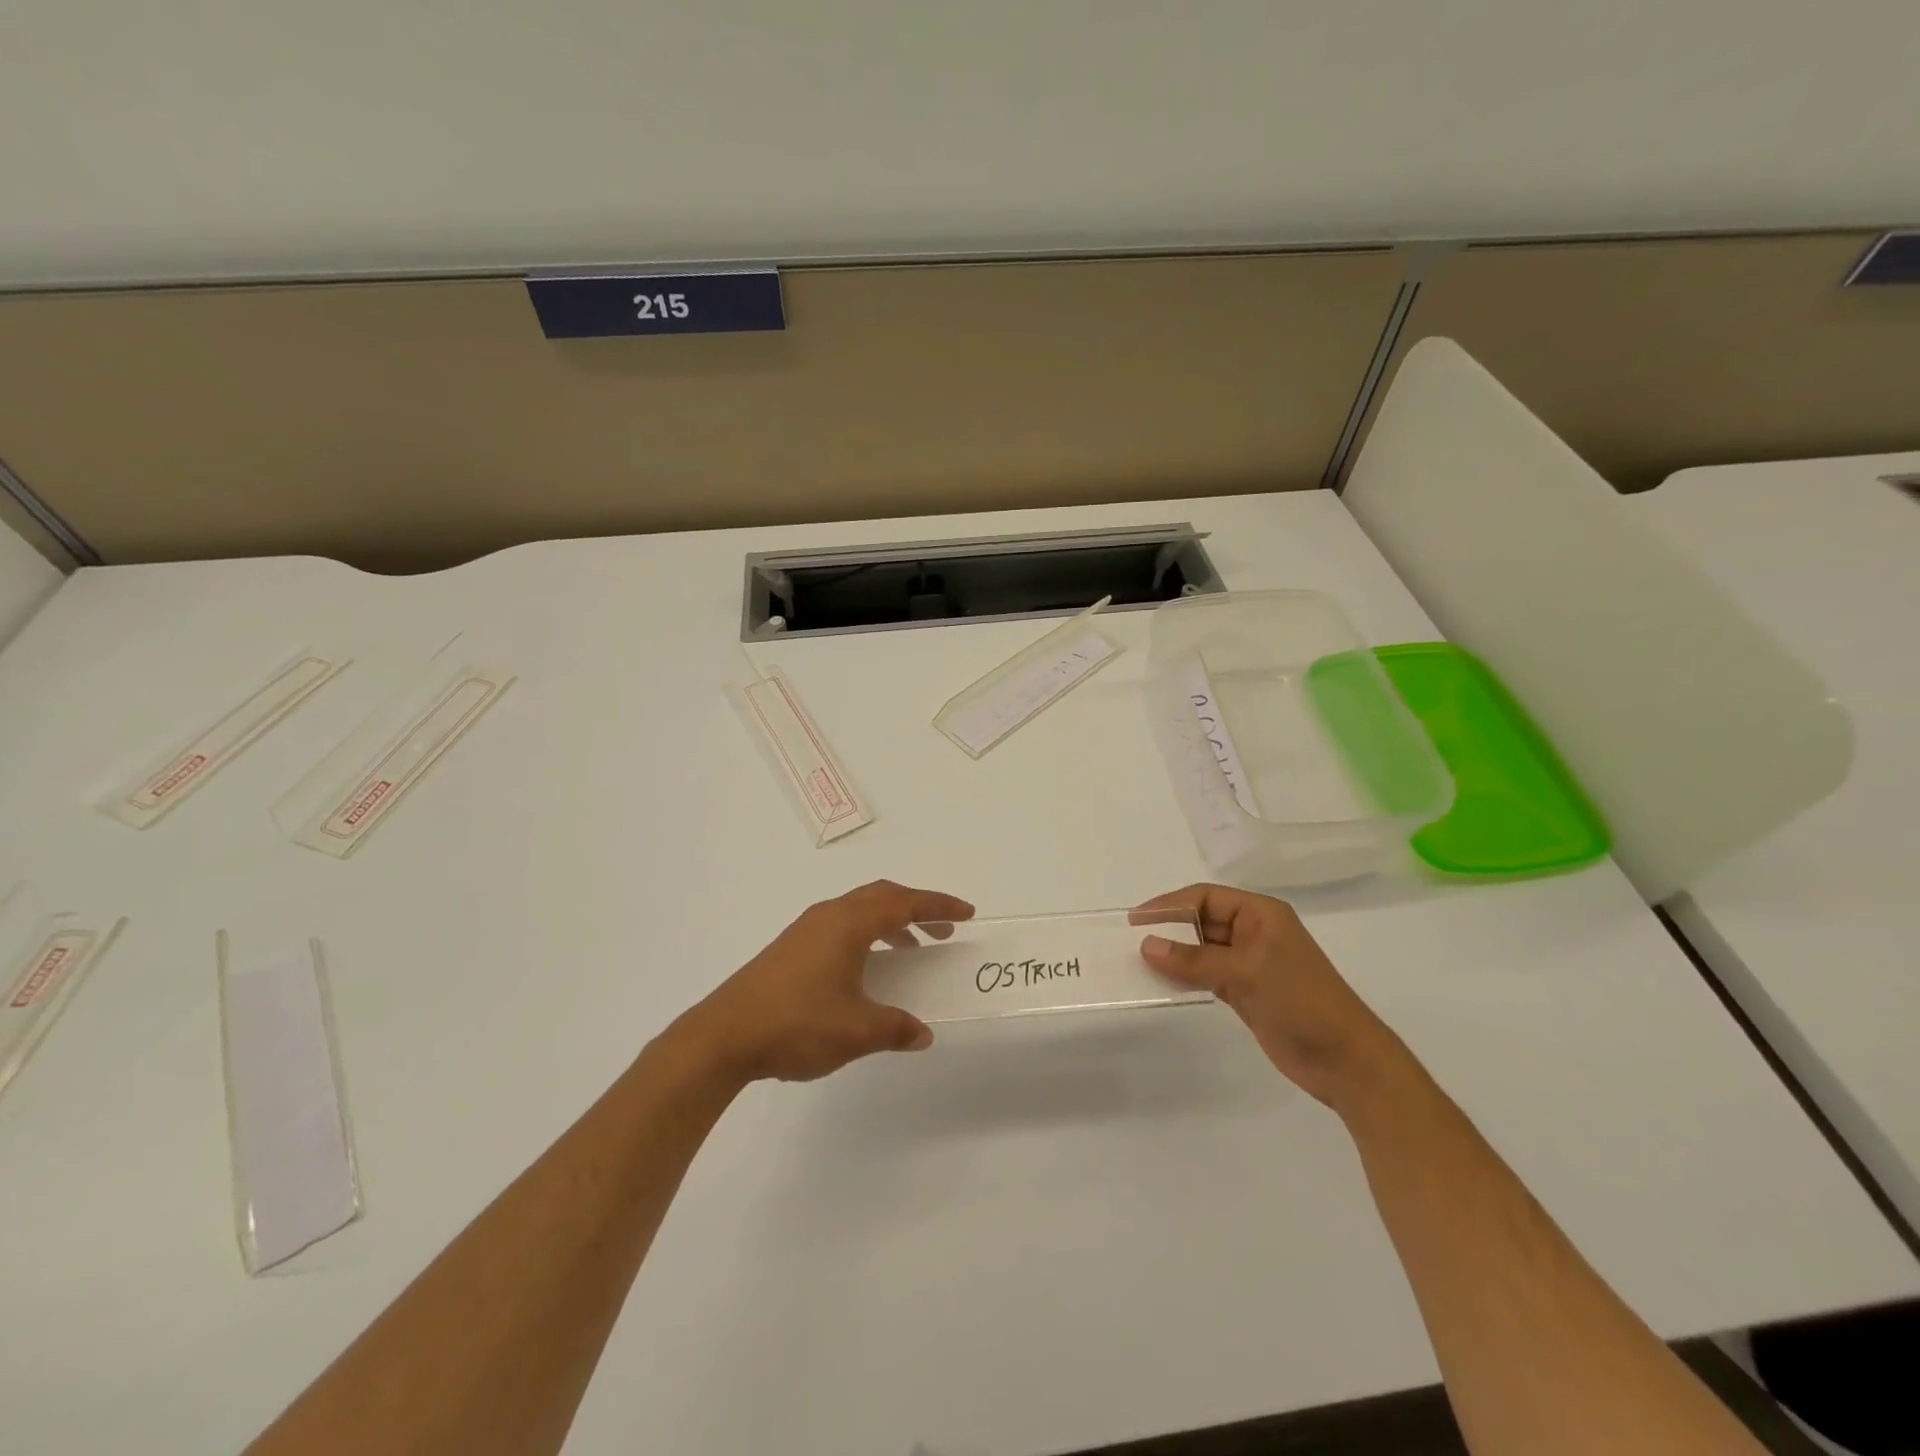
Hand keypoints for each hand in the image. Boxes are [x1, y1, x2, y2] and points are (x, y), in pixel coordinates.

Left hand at [674, 880, 974, 1084]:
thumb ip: (896, 1028)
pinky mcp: (791, 948)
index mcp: (849, 924)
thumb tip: (922, 1032)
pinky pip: (842, 926)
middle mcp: (828, 916)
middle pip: (882, 896)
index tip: (966, 913)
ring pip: (860, 911)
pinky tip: (868, 969)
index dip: (938, 906)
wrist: (723, 1037)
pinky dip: (868, 935)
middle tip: (943, 929)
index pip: (904, 903)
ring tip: (912, 949)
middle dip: (917, 908)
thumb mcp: (857, 1031)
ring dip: (891, 922)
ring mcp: (806, 930)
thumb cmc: (796, 1025)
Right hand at [1138, 884, 1404, 1109]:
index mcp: (1261, 914)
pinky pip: (1206, 975)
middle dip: (1169, 929)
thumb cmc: (1301, 1001)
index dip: (1170, 904)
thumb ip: (1194, 959)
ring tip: (1139, 962)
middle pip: (1202, 921)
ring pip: (1202, 950)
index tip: (1136, 918)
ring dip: (1175, 955)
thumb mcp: (1246, 972)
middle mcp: (1254, 932)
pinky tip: (1163, 982)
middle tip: (1131, 941)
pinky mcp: (1245, 991)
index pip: (1205, 897)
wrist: (1346, 1060)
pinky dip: (1185, 977)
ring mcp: (1250, 963)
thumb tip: (1146, 945)